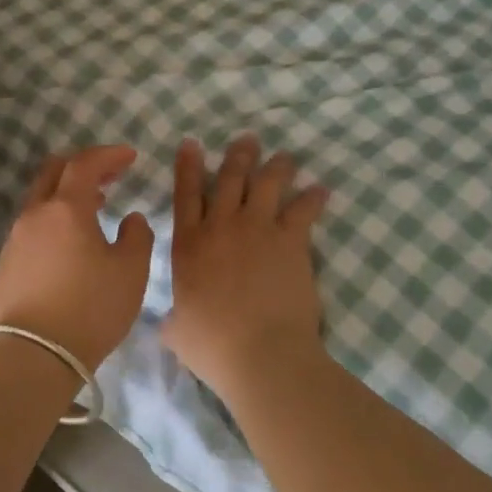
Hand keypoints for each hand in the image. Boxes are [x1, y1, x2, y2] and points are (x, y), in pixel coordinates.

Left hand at [0, 146, 154, 369]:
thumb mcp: (131, 272)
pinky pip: (32, 227)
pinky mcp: (6, 263)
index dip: (109, 155)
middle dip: (83, 166)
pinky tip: (69, 244)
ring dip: (67, 195)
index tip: (130, 156)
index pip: (85, 164)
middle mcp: (35, 215)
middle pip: (54, 172)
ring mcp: (15, 239)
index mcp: (67, 208)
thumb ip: (137, 237)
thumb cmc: (90, 308)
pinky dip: (53, 221)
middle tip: (109, 176)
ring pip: (40, 200)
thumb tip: (130, 219)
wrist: (35, 355)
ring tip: (94, 209)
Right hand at [162, 135, 330, 398]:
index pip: (186, 195)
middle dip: (237, 156)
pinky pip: (303, 209)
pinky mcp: (290, 240)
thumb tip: (170, 323)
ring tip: (284, 155)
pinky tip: (321, 189)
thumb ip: (173, 320)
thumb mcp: (177, 332)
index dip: (188, 167)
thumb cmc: (213, 346)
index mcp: (189, 245)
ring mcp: (257, 229)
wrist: (261, 353)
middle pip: (230, 179)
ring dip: (275, 166)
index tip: (192, 143)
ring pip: (265, 184)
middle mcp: (221, 227)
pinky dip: (313, 197)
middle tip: (247, 138)